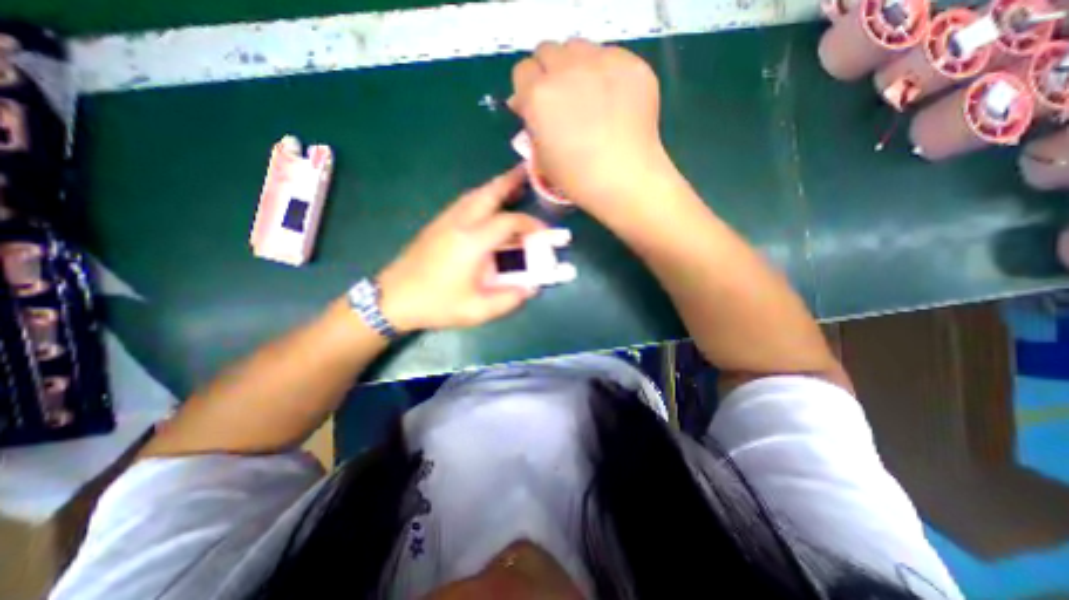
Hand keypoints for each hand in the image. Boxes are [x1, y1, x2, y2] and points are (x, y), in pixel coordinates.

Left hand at [376, 166, 545, 333]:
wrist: (393, 298)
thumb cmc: (437, 304)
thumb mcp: (477, 311)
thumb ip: (509, 299)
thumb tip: (532, 287)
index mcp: (472, 243)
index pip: (509, 222)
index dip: (531, 224)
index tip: (544, 233)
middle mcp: (459, 224)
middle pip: (488, 193)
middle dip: (510, 182)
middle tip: (527, 174)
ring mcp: (445, 221)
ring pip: (474, 195)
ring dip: (494, 188)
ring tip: (511, 187)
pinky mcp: (436, 225)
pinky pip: (463, 203)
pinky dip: (480, 198)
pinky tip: (486, 207)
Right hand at [510, 37, 675, 213]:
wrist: (624, 179)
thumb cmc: (577, 178)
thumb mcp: (541, 157)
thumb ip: (532, 124)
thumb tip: (526, 104)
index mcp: (538, 96)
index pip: (522, 71)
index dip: (528, 89)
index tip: (536, 105)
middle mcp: (565, 70)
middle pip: (548, 51)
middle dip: (549, 73)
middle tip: (562, 99)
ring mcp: (601, 63)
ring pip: (579, 47)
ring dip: (576, 66)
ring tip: (588, 95)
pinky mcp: (631, 65)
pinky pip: (611, 56)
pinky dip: (606, 72)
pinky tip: (614, 99)